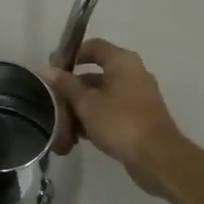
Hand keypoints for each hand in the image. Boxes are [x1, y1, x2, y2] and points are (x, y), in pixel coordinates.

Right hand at [45, 39, 183, 196]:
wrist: (156, 157)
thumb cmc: (119, 122)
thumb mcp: (86, 103)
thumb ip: (66, 85)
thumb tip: (46, 68)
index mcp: (122, 61)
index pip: (93, 47)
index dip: (71, 56)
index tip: (54, 72)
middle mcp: (133, 73)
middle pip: (96, 74)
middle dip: (73, 90)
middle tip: (54, 104)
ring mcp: (138, 96)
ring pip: (103, 95)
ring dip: (82, 108)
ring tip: (63, 126)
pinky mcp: (140, 116)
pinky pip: (112, 110)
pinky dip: (96, 118)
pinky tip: (79, 136)